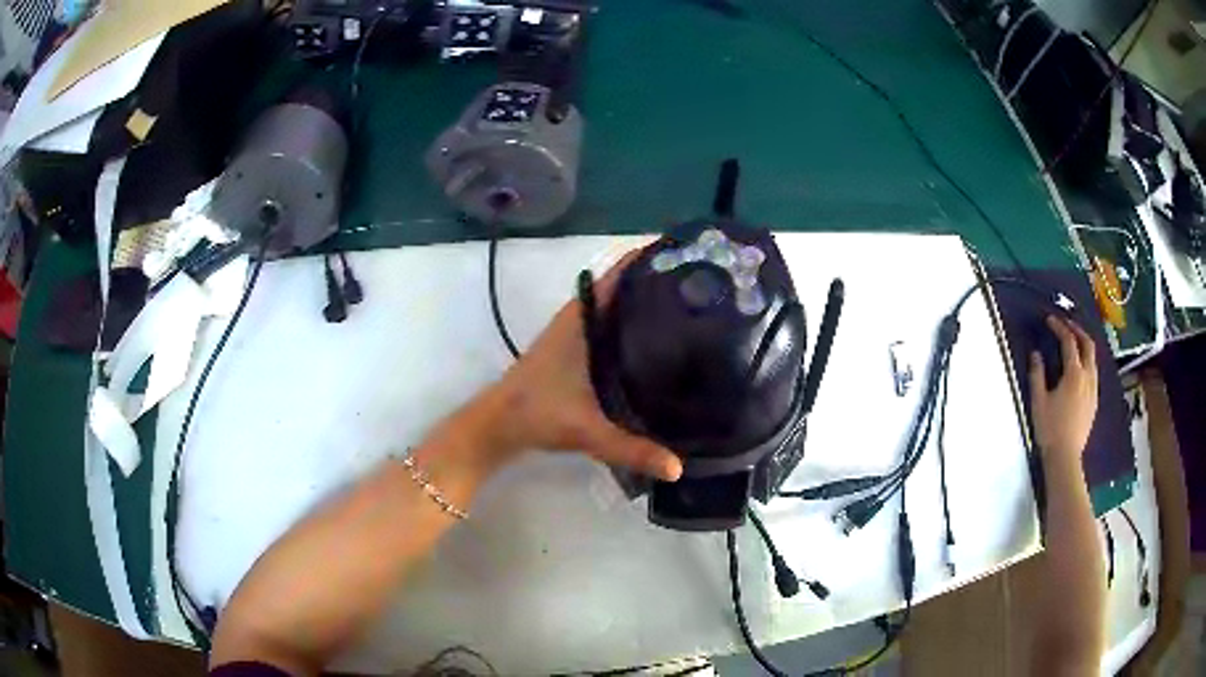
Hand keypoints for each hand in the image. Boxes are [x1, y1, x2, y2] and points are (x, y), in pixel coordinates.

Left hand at [485, 252, 683, 481]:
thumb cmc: (537, 414)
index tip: (684, 252)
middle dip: (656, 278)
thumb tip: (678, 468)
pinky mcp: (574, 350)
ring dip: (643, 299)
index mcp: (582, 321)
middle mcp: (579, 319)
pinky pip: (609, 324)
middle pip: (622, 286)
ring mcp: (575, 333)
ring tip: (687, 303)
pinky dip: (631, 321)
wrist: (497, 424)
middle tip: (700, 281)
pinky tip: (656, 338)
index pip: (618, 276)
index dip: (647, 259)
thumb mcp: (588, 431)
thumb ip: (632, 449)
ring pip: (615, 306)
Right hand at [1028, 316, 1097, 462]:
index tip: (1050, 321)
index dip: (1059, 327)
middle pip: (1088, 344)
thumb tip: (1036, 354)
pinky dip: (1086, 362)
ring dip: (1083, 345)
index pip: (1069, 342)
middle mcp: (1088, 377)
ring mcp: (1093, 389)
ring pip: (1093, 358)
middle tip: (1066, 324)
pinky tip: (1078, 369)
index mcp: (1074, 374)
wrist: (1065, 457)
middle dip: (1077, 330)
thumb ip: (1038, 374)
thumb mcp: (1039, 401)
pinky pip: (1093, 372)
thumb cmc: (1050, 429)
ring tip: (1073, 343)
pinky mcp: (1094, 401)